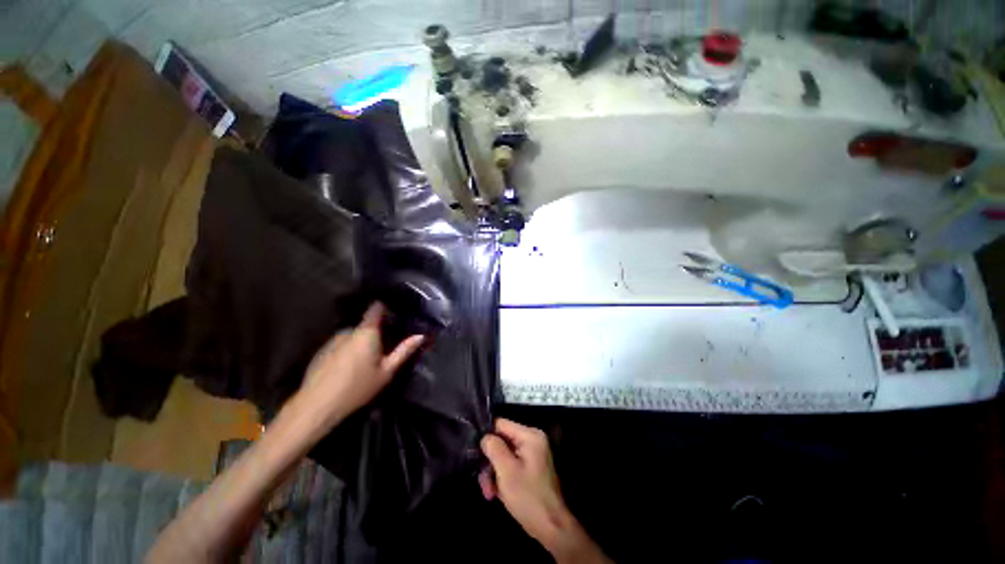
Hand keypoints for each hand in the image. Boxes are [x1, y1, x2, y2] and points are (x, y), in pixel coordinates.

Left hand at [290, 302, 424, 434]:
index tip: (394, 314)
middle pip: (365, 325)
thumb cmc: (358, 387)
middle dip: (375, 332)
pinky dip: (347, 350)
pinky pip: (340, 344)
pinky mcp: (321, 351)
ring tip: (365, 360)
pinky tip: (347, 368)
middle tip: (383, 347)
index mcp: (367, 332)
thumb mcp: (387, 371)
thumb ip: (404, 351)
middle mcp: (348, 331)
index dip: (385, 308)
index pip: (376, 309)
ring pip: (352, 335)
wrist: (317, 406)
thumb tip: (421, 335)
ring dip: (360, 342)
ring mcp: (332, 340)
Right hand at [480, 419, 608, 562]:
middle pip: (501, 441)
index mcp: (530, 435)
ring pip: (504, 455)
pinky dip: (502, 477)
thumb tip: (484, 436)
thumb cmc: (528, 497)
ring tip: (489, 493)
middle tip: (483, 483)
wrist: (551, 527)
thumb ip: (494, 448)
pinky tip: (496, 493)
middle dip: (490, 462)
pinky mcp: (530, 467)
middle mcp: (532, 440)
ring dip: (493, 473)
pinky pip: (511, 464)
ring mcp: (532, 454)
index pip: (501, 424)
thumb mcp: (506, 471)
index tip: (475, 453)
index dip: (486, 436)